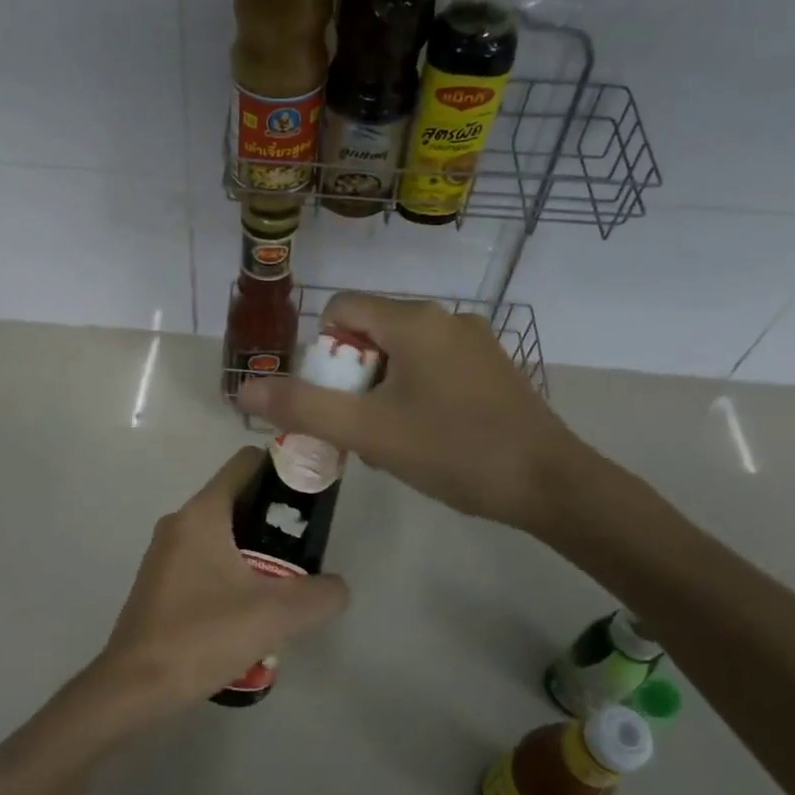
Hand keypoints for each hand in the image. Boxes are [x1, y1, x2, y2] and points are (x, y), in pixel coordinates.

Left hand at [87, 447, 348, 717]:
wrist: (134, 688)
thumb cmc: (201, 637)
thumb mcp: (274, 616)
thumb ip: (320, 595)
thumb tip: (335, 587)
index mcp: (202, 513)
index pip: (246, 463)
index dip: (284, 471)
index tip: (312, 501)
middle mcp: (180, 522)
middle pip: (238, 500)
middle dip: (275, 522)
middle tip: (305, 556)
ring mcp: (166, 553)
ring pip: (223, 535)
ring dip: (256, 554)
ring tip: (282, 590)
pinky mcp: (161, 582)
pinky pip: (206, 562)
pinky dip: (232, 575)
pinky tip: (249, 614)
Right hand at [236, 293, 596, 539]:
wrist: (551, 484)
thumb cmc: (453, 451)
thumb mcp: (368, 432)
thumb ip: (303, 407)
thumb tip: (243, 389)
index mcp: (414, 320)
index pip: (341, 310)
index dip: (322, 353)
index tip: (333, 400)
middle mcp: (445, 317)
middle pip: (370, 333)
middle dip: (352, 378)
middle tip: (359, 428)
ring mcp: (475, 341)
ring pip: (402, 353)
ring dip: (381, 390)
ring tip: (391, 440)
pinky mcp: (492, 366)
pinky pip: (433, 366)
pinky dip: (414, 393)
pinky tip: (427, 436)